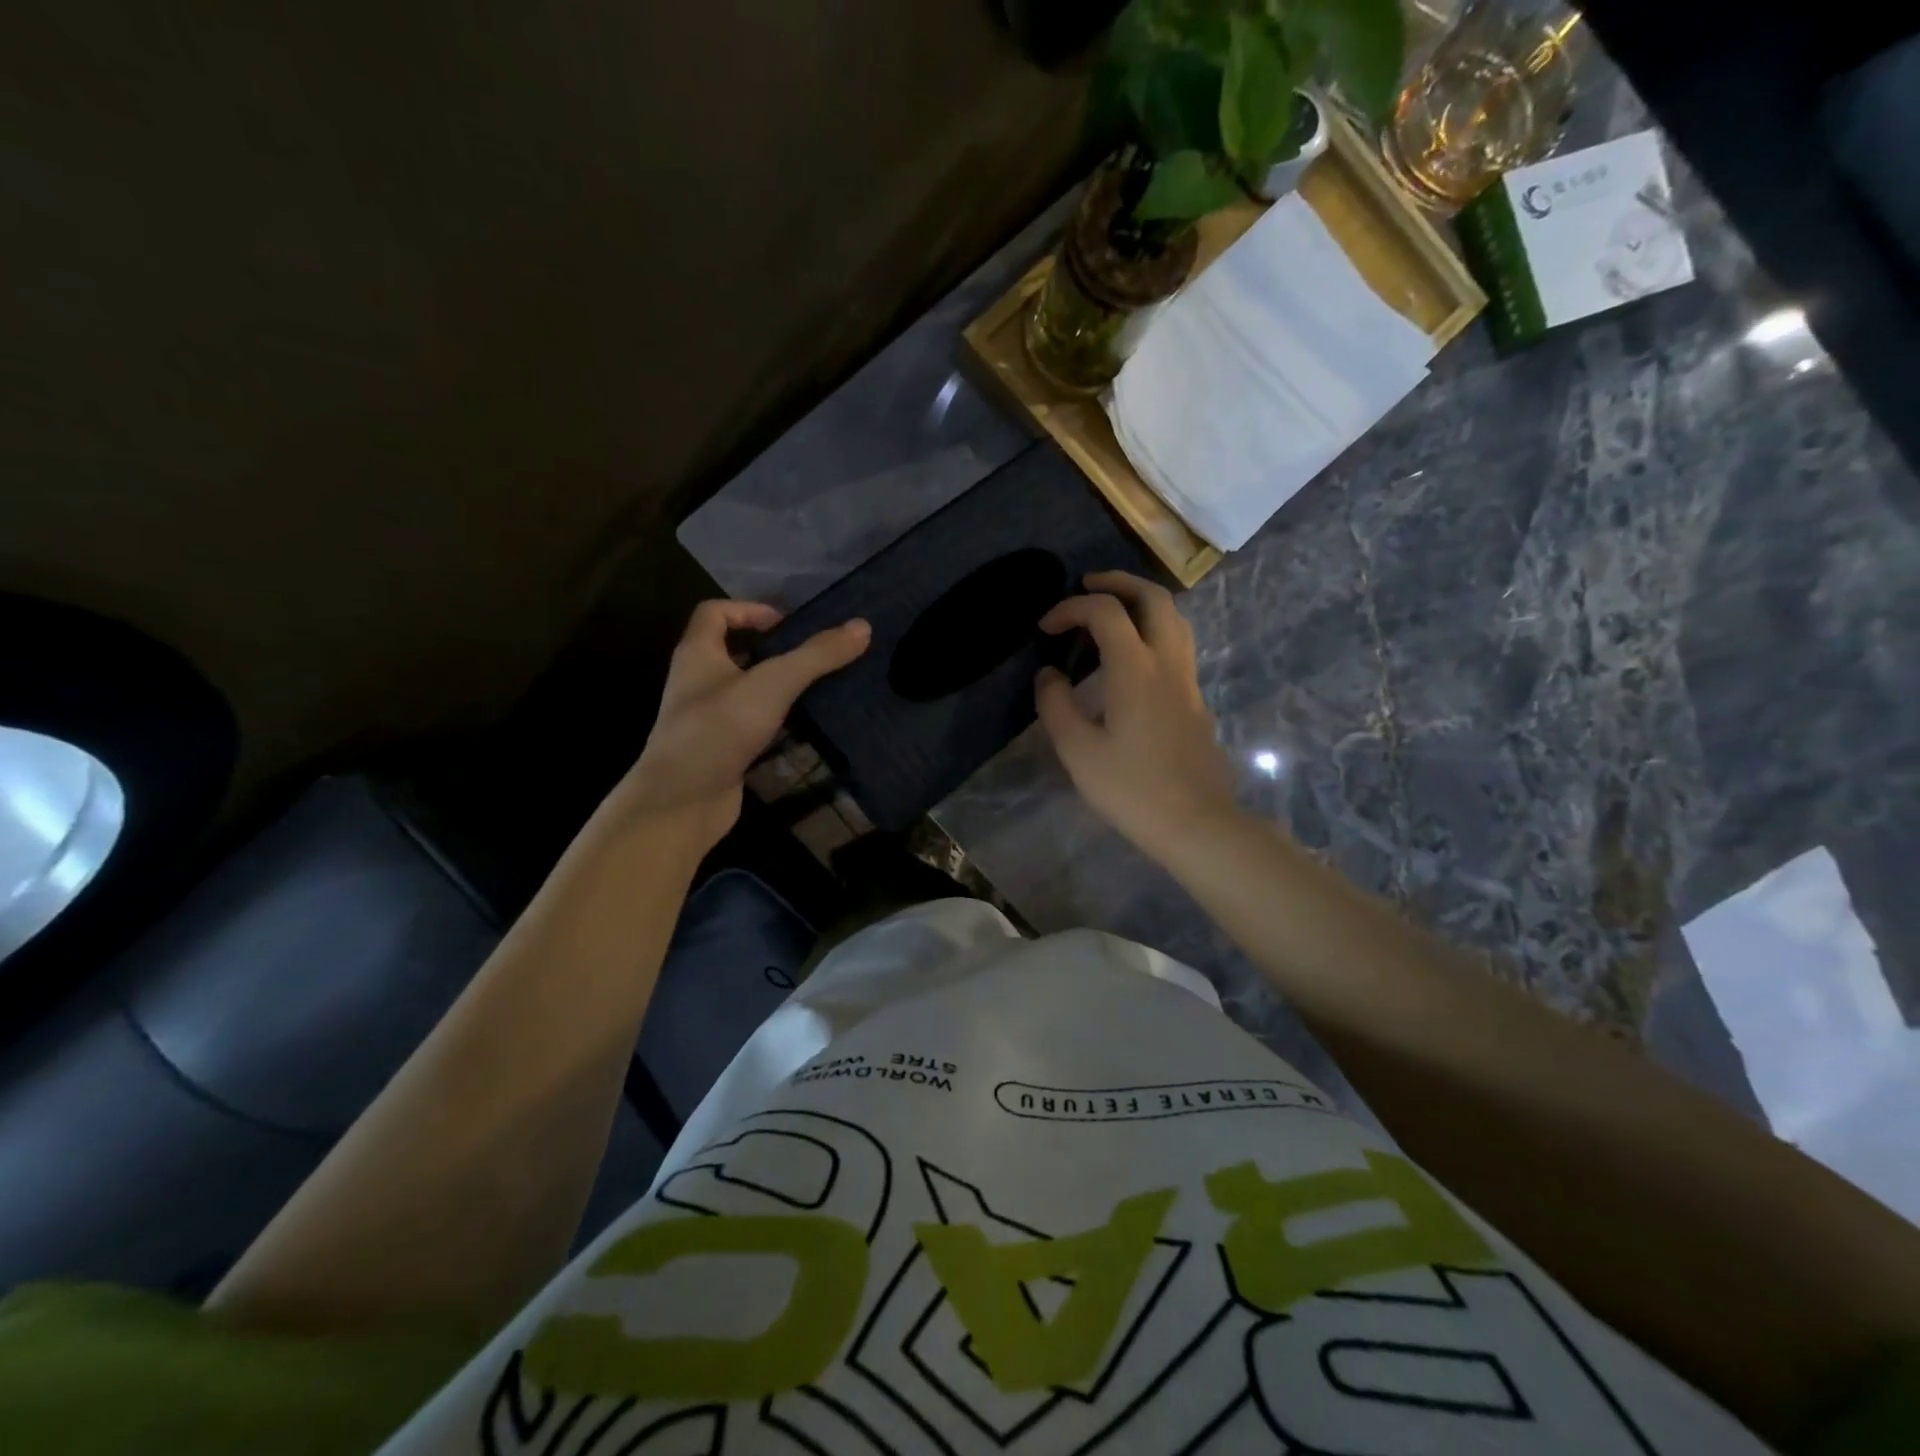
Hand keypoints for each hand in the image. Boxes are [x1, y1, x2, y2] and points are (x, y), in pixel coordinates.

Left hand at [612, 600, 869, 851]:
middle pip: (733, 650)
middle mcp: (697, 680)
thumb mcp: (774, 684)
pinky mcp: (720, 748)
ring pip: (745, 689)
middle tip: (812, 657)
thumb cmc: (720, 729)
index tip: (788, 626)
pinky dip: (775, 719)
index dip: (750, 610)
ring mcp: (707, 717)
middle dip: (772, 649)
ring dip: (777, 686)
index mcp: (698, 653)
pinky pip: (750, 722)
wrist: (682, 801)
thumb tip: (863, 626)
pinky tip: (802, 726)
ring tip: (817, 688)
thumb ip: (817, 655)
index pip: (715, 612)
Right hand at [1035, 571, 1238, 858]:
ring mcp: (1188, 681)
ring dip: (1142, 602)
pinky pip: (1177, 646)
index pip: (1105, 612)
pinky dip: (1152, 631)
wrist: (1196, 823)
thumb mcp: (1078, 750)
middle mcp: (1168, 662)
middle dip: (1118, 582)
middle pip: (1154, 598)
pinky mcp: (1195, 701)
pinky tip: (1131, 657)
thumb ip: (1056, 705)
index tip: (1046, 628)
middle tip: (1088, 586)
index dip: (1071, 608)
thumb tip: (1049, 675)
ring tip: (1112, 612)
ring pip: (1174, 619)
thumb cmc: (1131, 788)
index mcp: (1136, 668)